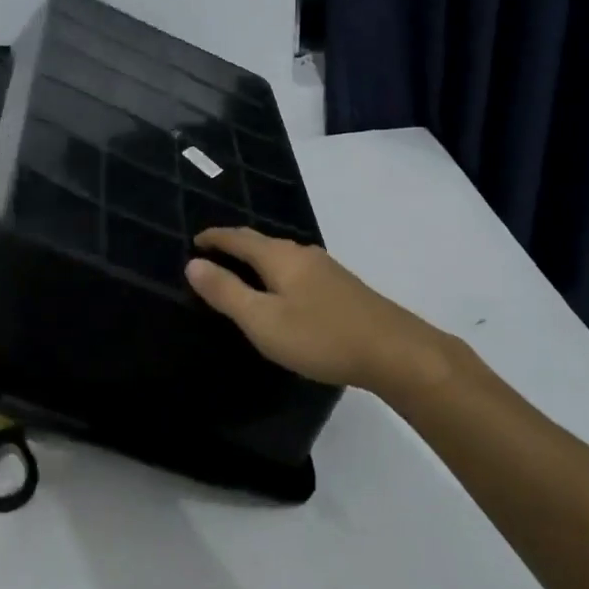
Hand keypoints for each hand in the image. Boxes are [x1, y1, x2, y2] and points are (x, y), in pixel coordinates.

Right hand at [185, 228, 450, 396]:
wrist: (395, 351)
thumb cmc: (320, 336)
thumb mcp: (263, 320)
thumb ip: (226, 292)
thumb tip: (193, 264)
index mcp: (279, 256)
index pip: (238, 237)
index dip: (214, 238)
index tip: (194, 241)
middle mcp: (302, 253)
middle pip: (260, 242)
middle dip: (234, 245)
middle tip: (212, 255)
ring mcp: (326, 268)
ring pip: (281, 255)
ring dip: (257, 259)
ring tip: (241, 273)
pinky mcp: (342, 286)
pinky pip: (297, 269)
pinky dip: (277, 272)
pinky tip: (282, 291)